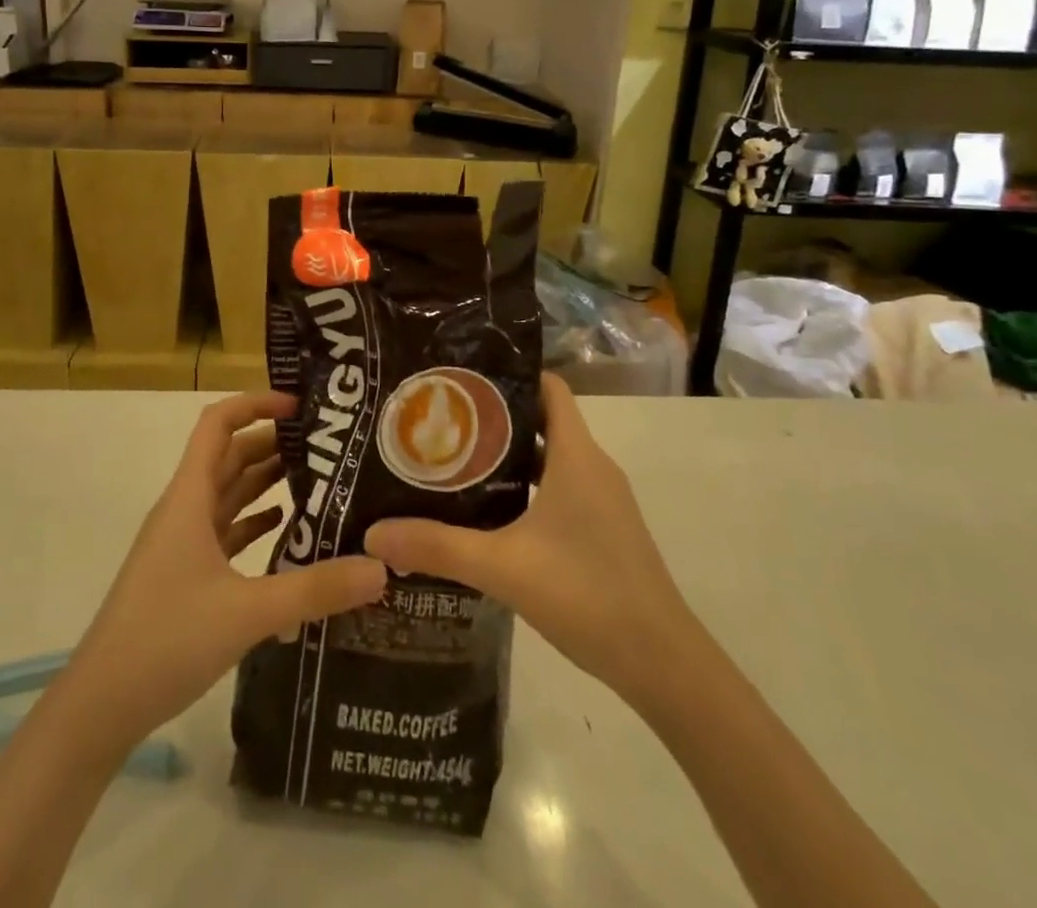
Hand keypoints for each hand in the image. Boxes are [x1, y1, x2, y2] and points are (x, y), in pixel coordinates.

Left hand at [56, 392, 385, 750]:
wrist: (99, 706)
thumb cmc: (165, 640)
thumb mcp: (248, 612)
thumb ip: (315, 589)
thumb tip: (381, 568)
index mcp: (189, 497)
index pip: (218, 424)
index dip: (256, 404)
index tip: (301, 407)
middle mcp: (184, 509)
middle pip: (229, 455)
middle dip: (272, 441)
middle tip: (326, 444)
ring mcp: (181, 543)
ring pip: (227, 492)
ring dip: (264, 480)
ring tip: (317, 477)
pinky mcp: (184, 574)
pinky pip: (224, 530)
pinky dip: (253, 521)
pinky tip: (286, 529)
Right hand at [364, 374, 691, 696]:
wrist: (663, 664)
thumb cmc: (587, 594)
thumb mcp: (503, 567)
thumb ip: (437, 546)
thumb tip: (372, 533)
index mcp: (576, 455)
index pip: (547, 386)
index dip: (508, 373)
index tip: (460, 377)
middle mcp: (592, 466)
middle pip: (540, 419)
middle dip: (492, 416)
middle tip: (439, 419)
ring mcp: (601, 501)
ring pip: (547, 458)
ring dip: (505, 456)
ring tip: (452, 461)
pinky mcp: (602, 530)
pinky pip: (558, 489)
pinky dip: (524, 488)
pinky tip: (488, 513)